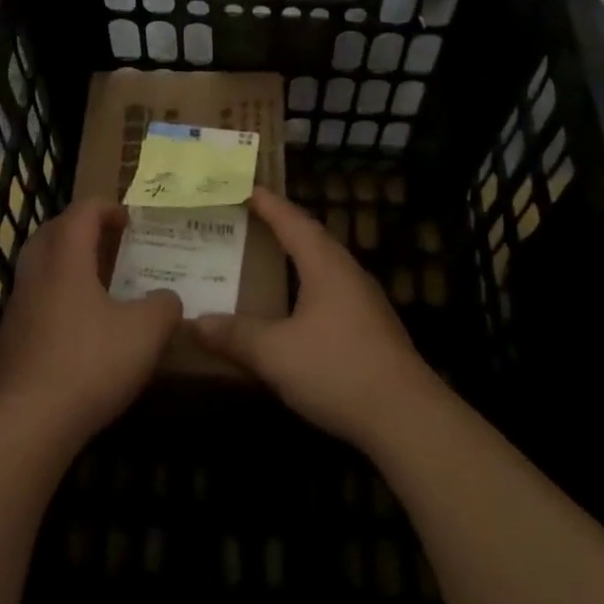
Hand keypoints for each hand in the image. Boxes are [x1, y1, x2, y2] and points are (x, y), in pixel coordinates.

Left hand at [0, 198, 182, 450]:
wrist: (27, 424)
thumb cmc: (90, 364)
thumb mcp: (145, 333)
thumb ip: (164, 307)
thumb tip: (167, 299)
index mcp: (66, 261)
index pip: (81, 212)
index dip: (106, 208)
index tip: (129, 220)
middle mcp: (35, 275)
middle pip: (51, 233)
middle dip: (80, 229)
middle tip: (108, 241)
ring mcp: (16, 309)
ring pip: (38, 268)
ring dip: (65, 264)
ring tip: (96, 283)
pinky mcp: (8, 342)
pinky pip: (33, 303)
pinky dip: (54, 299)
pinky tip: (76, 328)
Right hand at [194, 188, 443, 449]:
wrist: (405, 416)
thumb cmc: (337, 369)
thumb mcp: (275, 353)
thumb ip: (236, 335)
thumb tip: (198, 322)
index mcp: (325, 265)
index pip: (292, 221)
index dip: (268, 204)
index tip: (245, 187)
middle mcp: (348, 273)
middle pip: (312, 237)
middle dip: (281, 225)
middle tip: (250, 218)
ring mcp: (364, 300)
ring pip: (324, 265)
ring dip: (297, 255)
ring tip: (268, 255)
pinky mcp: (371, 327)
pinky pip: (332, 290)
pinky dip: (307, 284)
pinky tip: (296, 305)